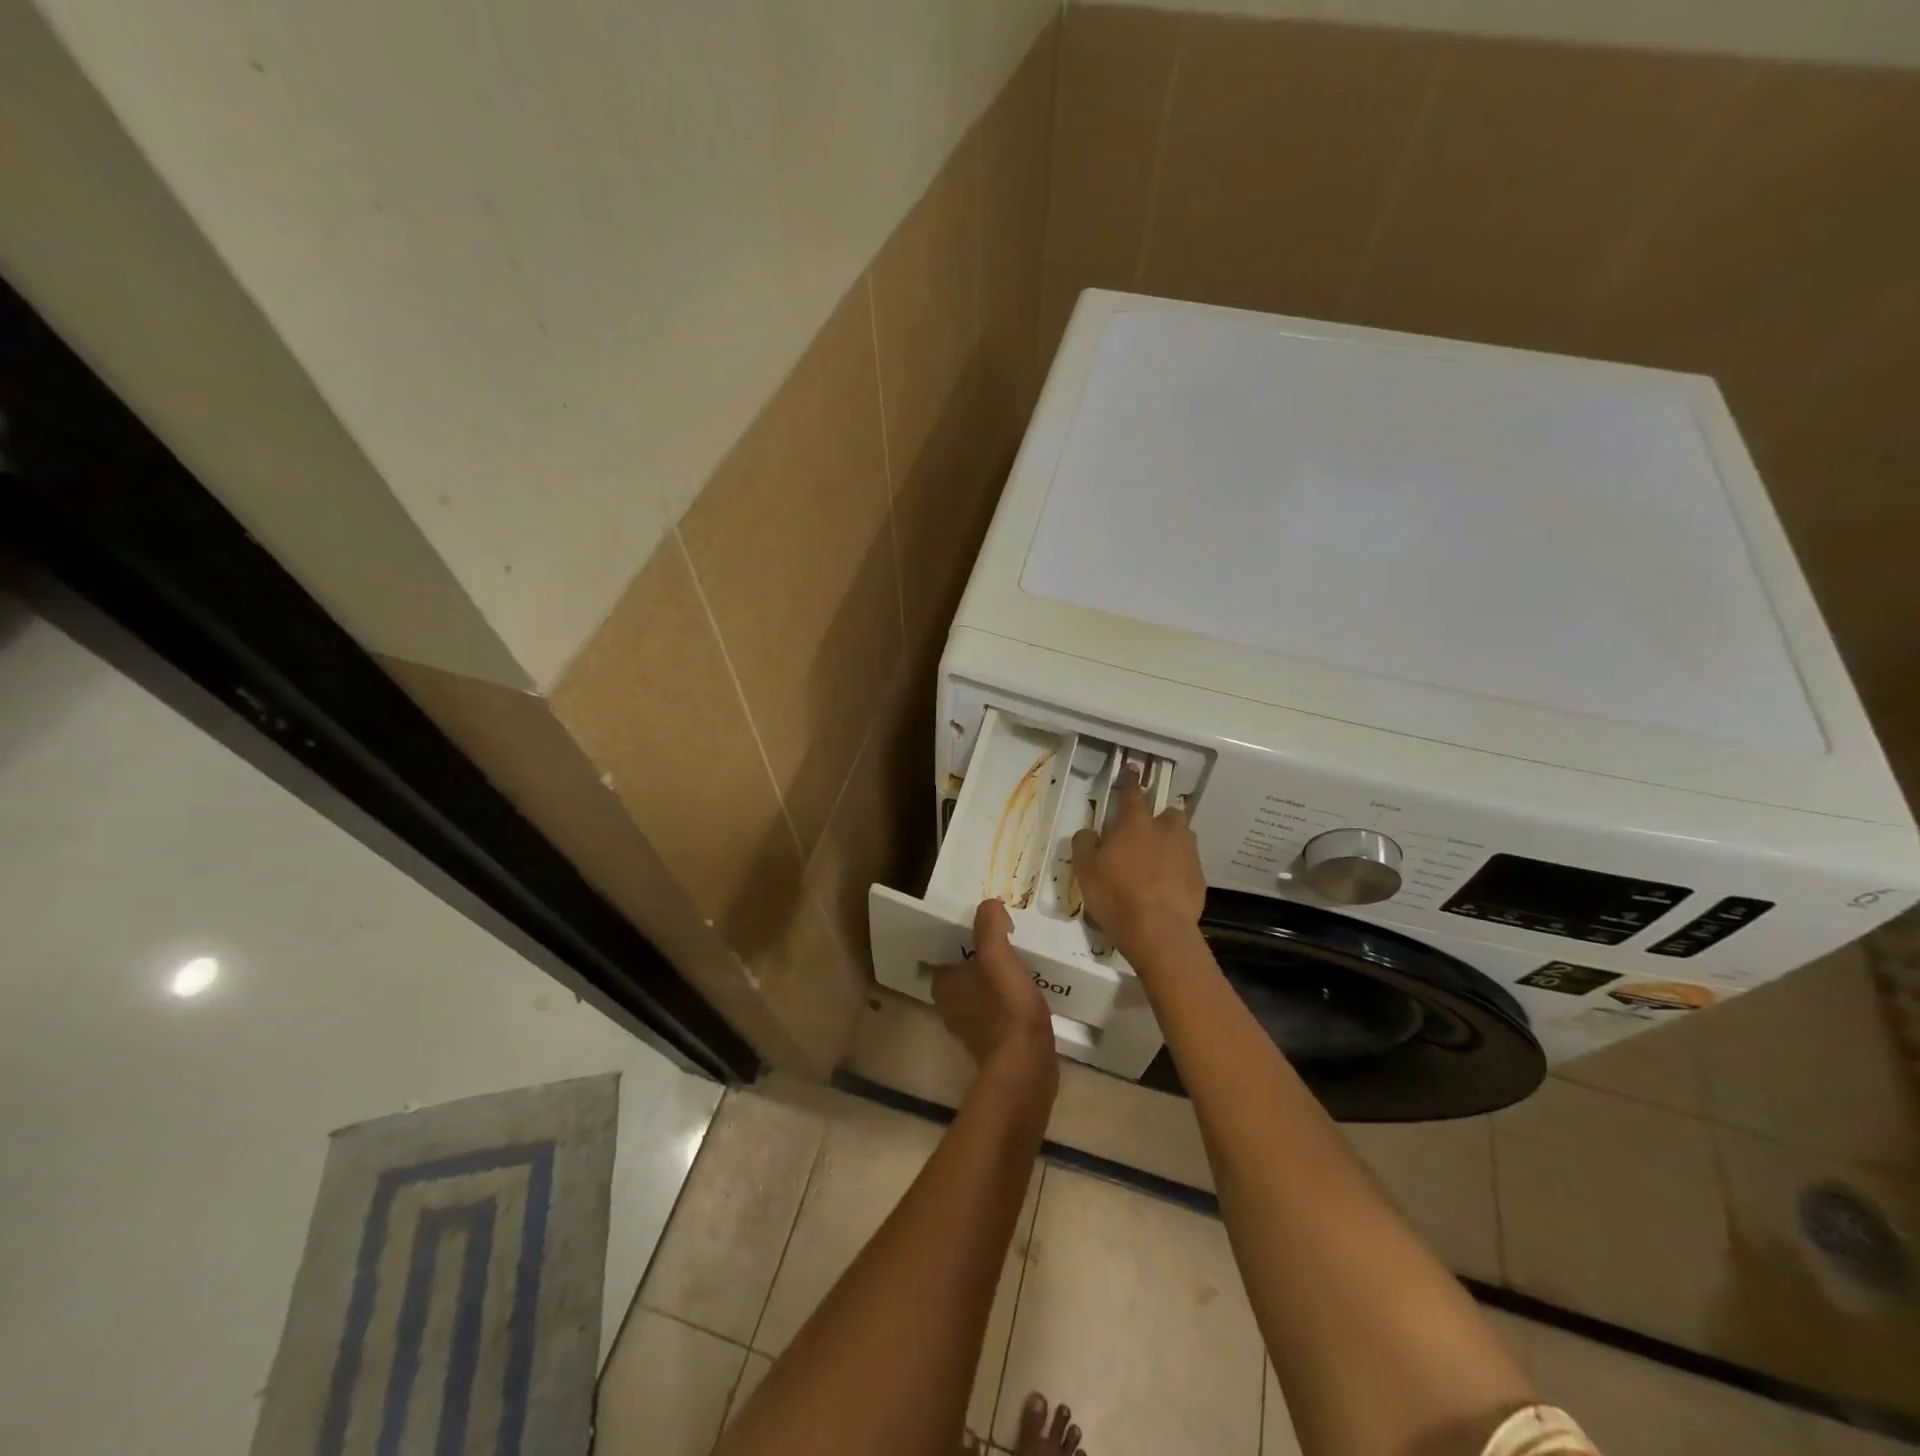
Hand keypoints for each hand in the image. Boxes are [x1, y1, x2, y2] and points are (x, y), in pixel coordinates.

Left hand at [929, 900, 1056, 1093]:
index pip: (948, 948)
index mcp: (942, 984)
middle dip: (984, 954)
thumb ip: (989, 924)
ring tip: (1022, 960)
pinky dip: (1008, 999)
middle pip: (966, 968)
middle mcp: (949, 1006)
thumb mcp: (997, 955)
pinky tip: (1028, 991)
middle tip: (1009, 937)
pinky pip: (997, 1010)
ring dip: (997, 976)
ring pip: (982, 989)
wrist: (1027, 1067)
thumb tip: (989, 906)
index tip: (989, 924)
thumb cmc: (1006, 1006)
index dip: (967, 933)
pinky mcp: (992, 1043)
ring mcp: (970, 1027)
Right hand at [1070, 775, 1205, 955]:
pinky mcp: (1199, 878)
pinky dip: (1179, 870)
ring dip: (1172, 842)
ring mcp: (1187, 853)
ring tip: (1159, 860)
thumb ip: (1085, 844)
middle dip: (1160, 817)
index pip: (1132, 792)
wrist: (1159, 931)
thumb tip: (1089, 832)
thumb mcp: (1085, 869)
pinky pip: (1188, 865)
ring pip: (1182, 837)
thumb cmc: (1116, 895)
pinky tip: (1168, 886)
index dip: (1129, 780)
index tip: (1131, 769)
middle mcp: (1166, 830)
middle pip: (1168, 812)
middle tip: (1146, 831)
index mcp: (1135, 823)